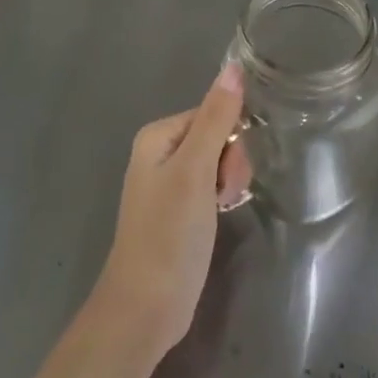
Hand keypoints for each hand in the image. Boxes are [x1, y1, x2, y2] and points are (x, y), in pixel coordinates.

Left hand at [90, 63, 252, 364]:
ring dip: (228, 183)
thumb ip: (216, 118)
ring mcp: (168, 183)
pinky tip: (221, 217)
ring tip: (222, 211)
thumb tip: (233, 66)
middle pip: (216, 136)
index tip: (229, 174)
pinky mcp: (178, 210)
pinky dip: (220, 198)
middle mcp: (160, 152)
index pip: (212, 113)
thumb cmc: (169, 235)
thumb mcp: (195, 171)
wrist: (144, 311)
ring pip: (217, 162)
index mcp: (158, 135)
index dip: (231, 139)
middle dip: (230, 163)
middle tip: (225, 196)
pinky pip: (210, 186)